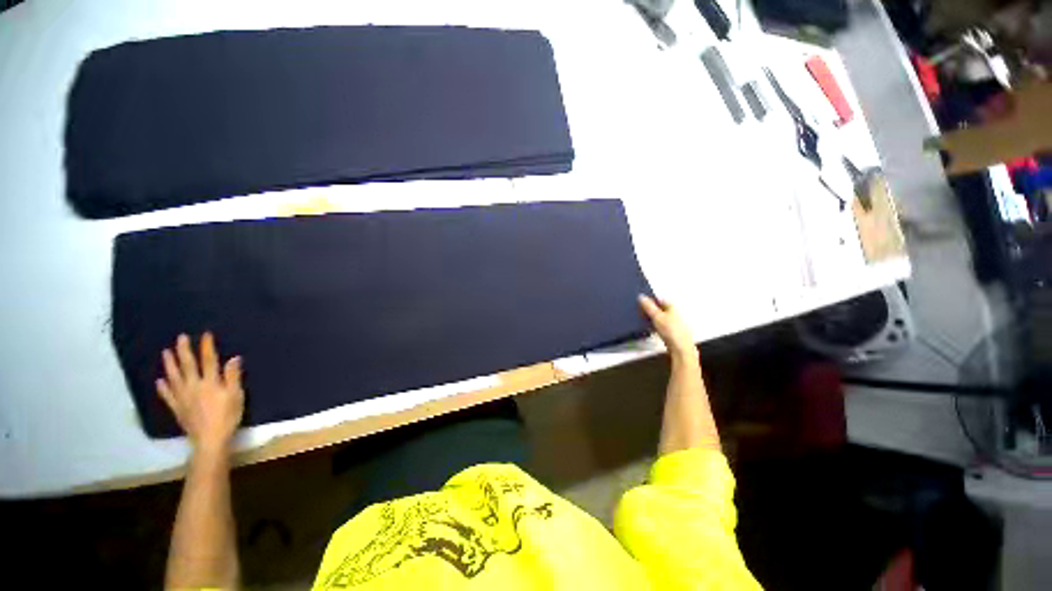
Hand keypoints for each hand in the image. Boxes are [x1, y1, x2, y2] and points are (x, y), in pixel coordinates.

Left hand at [157, 333, 243, 455]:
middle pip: (188, 364)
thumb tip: (234, 358)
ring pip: (175, 377)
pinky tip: (159, 382)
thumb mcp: (236, 399)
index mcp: (210, 382)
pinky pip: (169, 397)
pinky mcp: (178, 409)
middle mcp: (194, 385)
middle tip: (180, 338)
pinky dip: (163, 390)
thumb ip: (233, 378)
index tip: (206, 335)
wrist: (211, 443)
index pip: (208, 360)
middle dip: (184, 350)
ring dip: (170, 364)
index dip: (207, 346)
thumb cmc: (226, 421)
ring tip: (165, 353)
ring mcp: (184, 397)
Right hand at [639, 295, 697, 361]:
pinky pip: (661, 326)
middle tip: (640, 313)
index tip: (640, 303)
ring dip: (652, 319)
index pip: (658, 298)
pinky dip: (655, 327)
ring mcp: (673, 322)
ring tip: (644, 322)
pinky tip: (651, 330)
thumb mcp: (657, 317)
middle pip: (659, 308)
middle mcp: (674, 312)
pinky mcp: (672, 332)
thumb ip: (649, 306)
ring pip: (660, 318)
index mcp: (672, 305)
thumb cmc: (672, 331)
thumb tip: (641, 297)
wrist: (680, 348)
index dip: (649, 300)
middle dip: (650, 310)